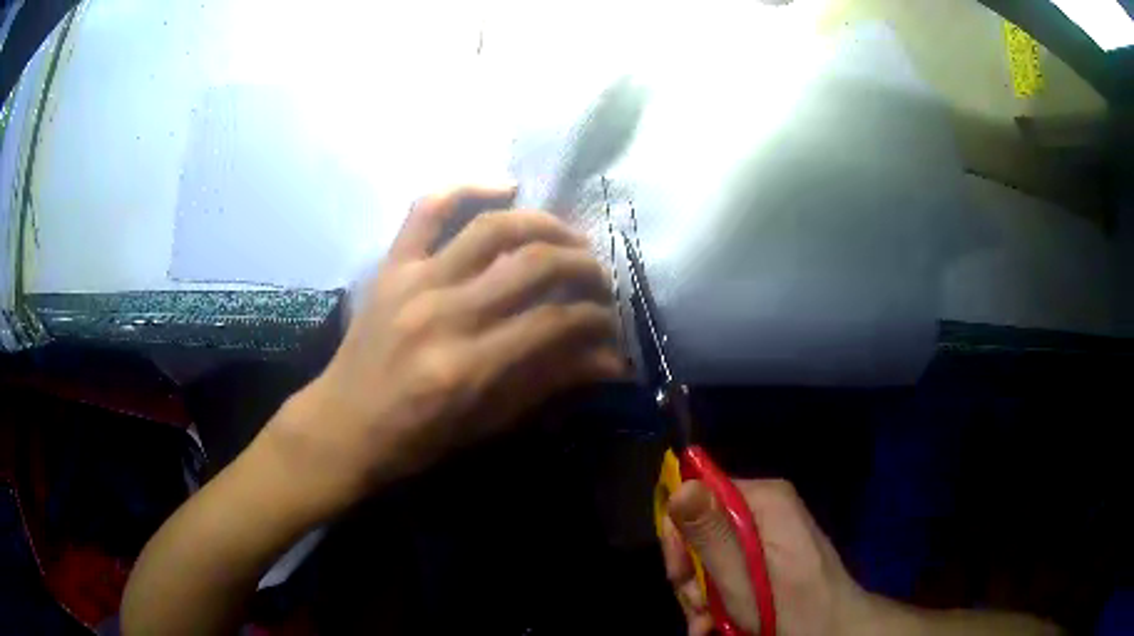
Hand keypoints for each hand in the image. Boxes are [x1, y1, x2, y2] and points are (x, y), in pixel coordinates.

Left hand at [269, 185, 624, 514]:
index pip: (554, 323)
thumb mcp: (487, 424)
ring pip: (493, 228)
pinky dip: (467, 187)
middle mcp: (445, 314)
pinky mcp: (392, 266)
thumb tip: (612, 362)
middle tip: (601, 279)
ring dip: (545, 225)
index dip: (596, 319)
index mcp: (468, 367)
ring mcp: (414, 281)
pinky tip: (505, 187)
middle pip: (533, 265)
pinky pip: (427, 209)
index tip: (611, 323)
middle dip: (583, 267)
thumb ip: (549, 384)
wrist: (343, 425)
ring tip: (569, 238)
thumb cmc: (415, 438)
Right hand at [661, 478, 868, 635]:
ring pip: (711, 556)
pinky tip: (715, 624)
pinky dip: (717, 599)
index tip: (678, 575)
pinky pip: (729, 570)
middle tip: (695, 608)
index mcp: (763, 500)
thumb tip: (680, 487)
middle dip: (691, 574)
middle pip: (702, 530)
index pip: (698, 493)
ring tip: (707, 624)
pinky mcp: (770, 557)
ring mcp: (769, 534)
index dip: (679, 535)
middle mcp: (765, 509)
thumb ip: (710, 534)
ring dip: (700, 594)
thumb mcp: (740, 576)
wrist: (833, 630)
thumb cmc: (788, 606)